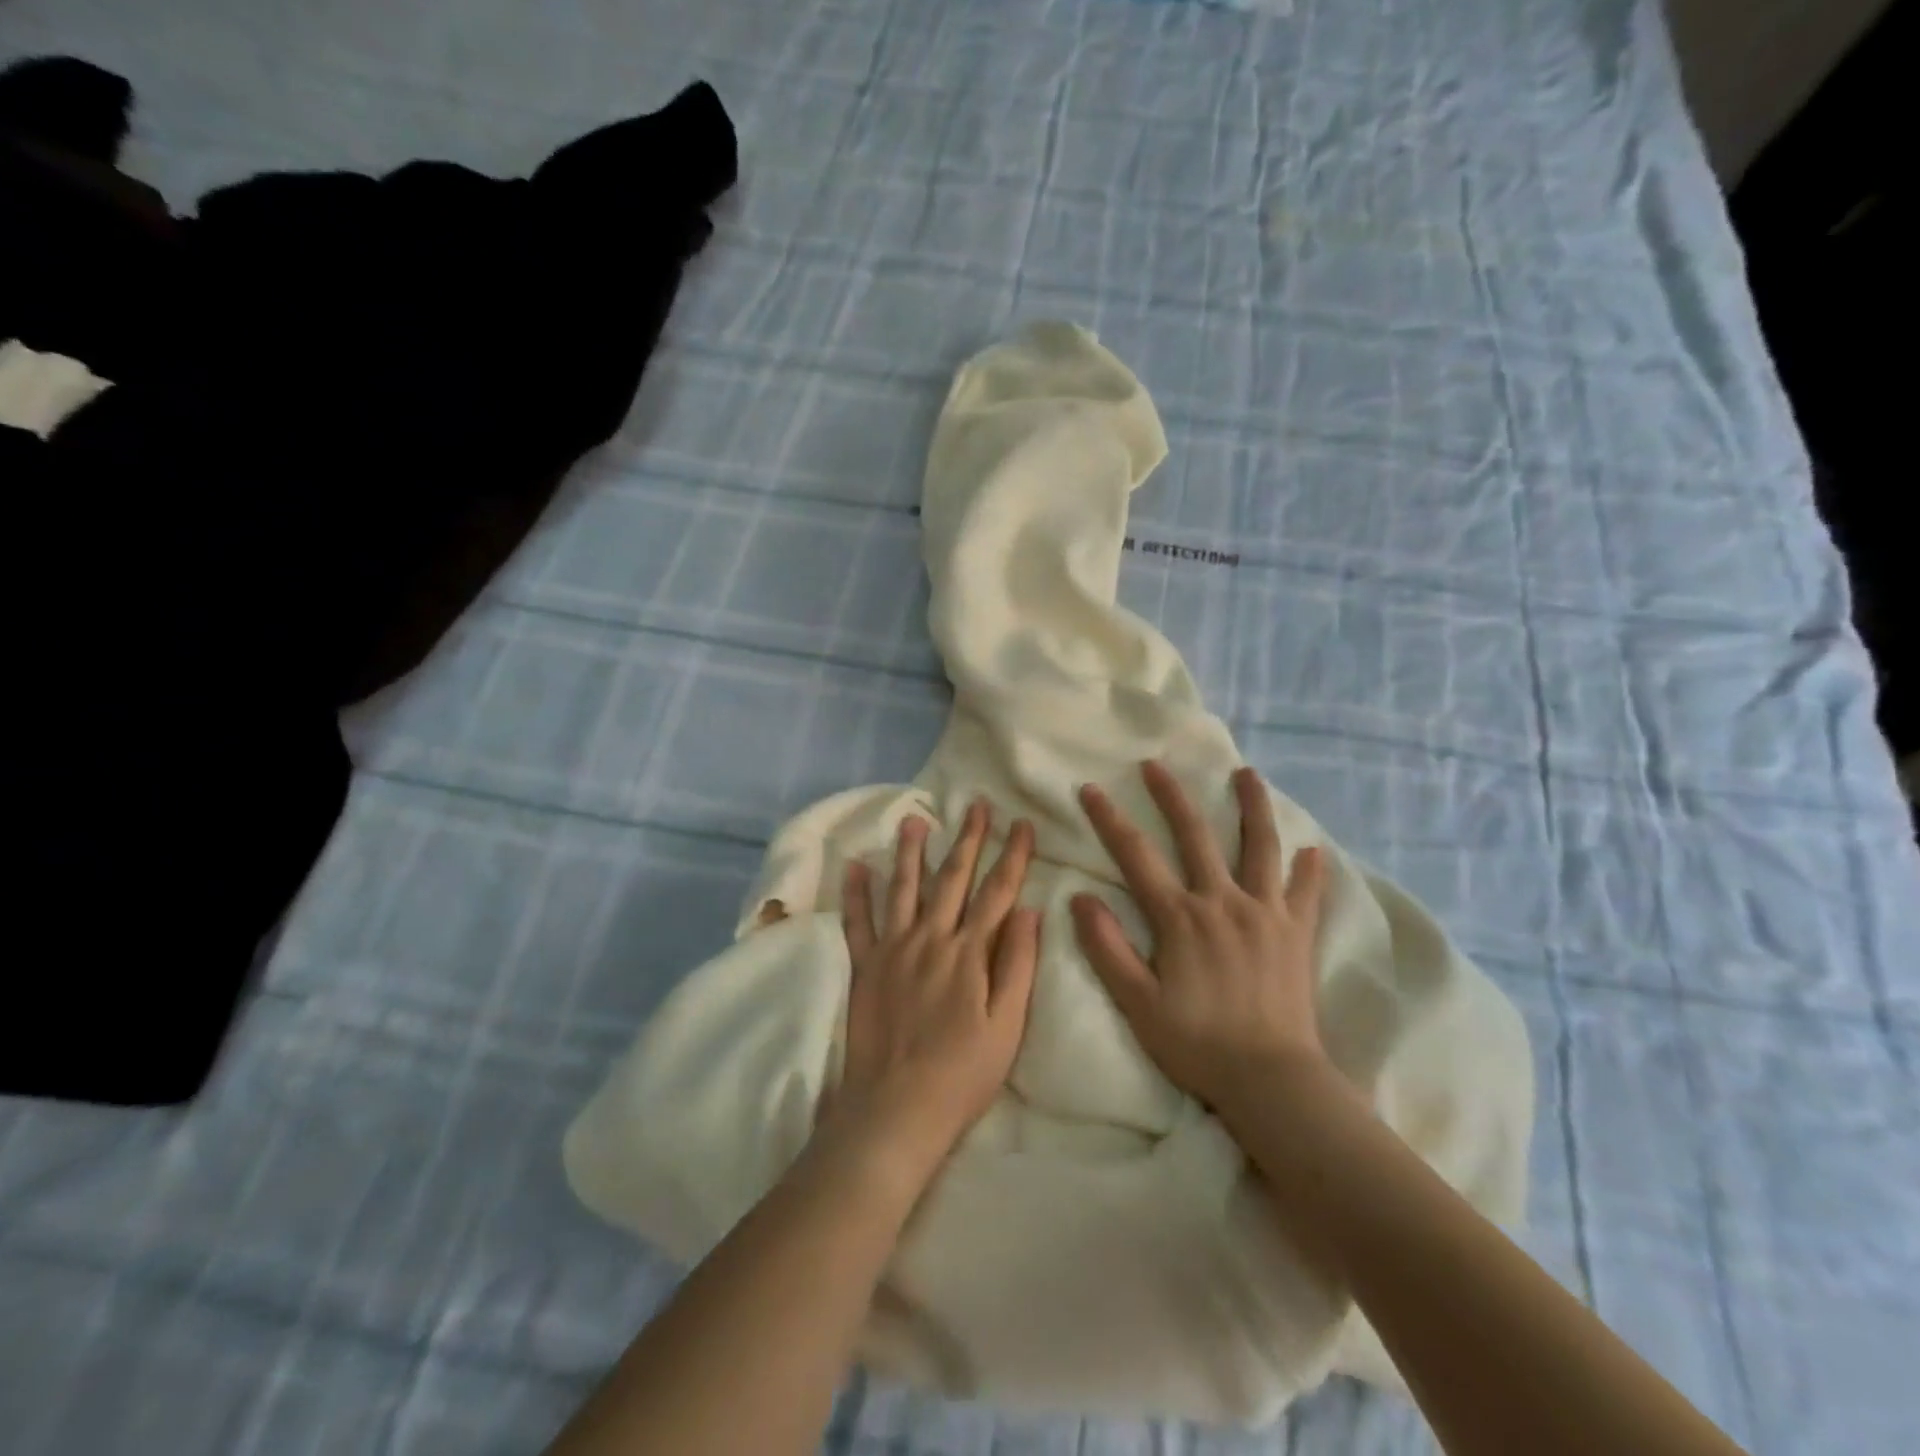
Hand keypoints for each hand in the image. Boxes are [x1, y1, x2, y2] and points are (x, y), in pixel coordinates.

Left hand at [830, 800, 1041, 1186]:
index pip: (997, 892)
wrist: (896, 1109)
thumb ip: (1018, 965)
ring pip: (904, 888)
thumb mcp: (1007, 1026)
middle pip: (953, 878)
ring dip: (911, 851)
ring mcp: (893, 949)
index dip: (1013, 855)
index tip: (1023, 824)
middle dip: (968, 839)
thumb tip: (1030, 911)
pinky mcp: (864, 967)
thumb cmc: (962, 1073)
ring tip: (915, 819)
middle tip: (976, 805)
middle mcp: (930, 938)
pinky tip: (856, 865)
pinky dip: (856, 893)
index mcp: (969, 953)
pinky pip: (858, 922)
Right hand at [1071, 761, 1328, 1117]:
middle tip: (1156, 764)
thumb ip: (1107, 948)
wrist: (1272, 1081)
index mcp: (1180, 917)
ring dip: (1252, 807)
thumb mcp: (1137, 1003)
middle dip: (1171, 795)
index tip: (1091, 789)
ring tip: (1248, 774)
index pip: (1136, 855)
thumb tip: (1080, 899)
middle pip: (1195, 834)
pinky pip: (1305, 893)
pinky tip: (1312, 851)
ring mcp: (1265, 914)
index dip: (1110, 819)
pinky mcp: (1296, 933)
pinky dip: (1309, 870)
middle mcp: (1222, 901)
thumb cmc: (1197, 1045)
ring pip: (1260, 847)